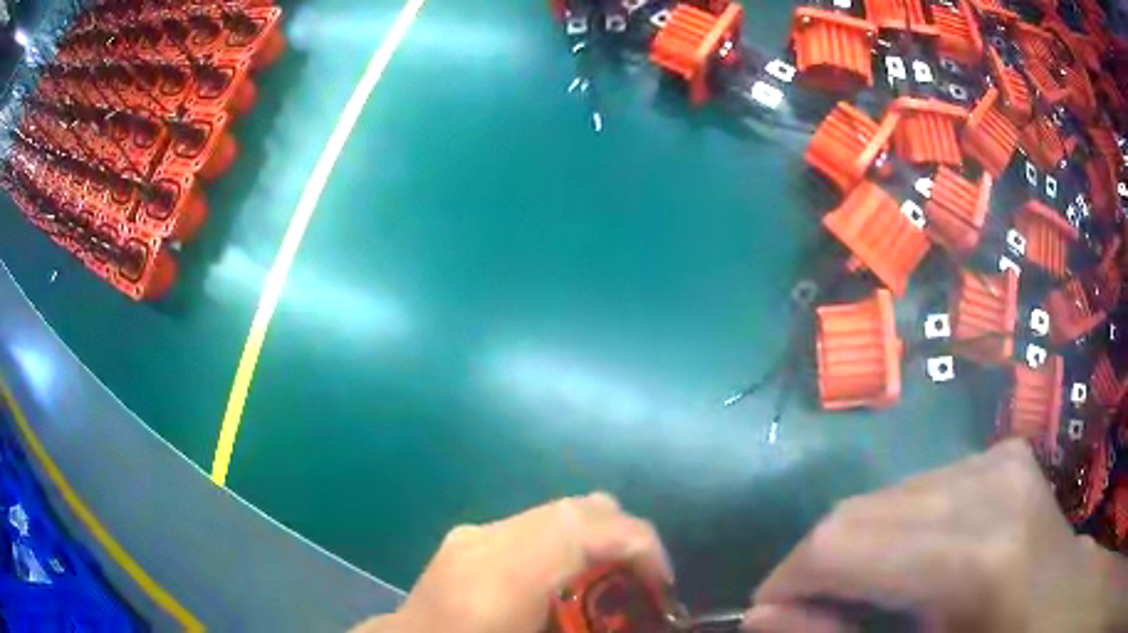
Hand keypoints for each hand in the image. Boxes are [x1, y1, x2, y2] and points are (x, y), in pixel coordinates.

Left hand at [354, 492, 671, 632]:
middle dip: (627, 539)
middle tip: (645, 585)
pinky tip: (566, 581)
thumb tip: (646, 619)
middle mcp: (486, 543)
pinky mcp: (468, 536)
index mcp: (500, 581)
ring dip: (599, 539)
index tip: (663, 584)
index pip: (586, 528)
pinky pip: (536, 524)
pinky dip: (568, 543)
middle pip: (579, 509)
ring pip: (560, 510)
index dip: (639, 545)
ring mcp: (473, 533)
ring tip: (610, 583)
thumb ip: (593, 625)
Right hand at [743, 440, 1127, 631]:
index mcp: (981, 553)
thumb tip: (767, 616)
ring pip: (889, 497)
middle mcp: (992, 482)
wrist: (1061, 610)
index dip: (788, 583)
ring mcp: (1004, 459)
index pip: (843, 541)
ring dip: (862, 555)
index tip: (770, 622)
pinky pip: (924, 490)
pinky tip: (920, 570)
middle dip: (821, 571)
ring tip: (872, 603)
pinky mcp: (1008, 457)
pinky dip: (900, 535)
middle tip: (818, 622)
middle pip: (862, 511)